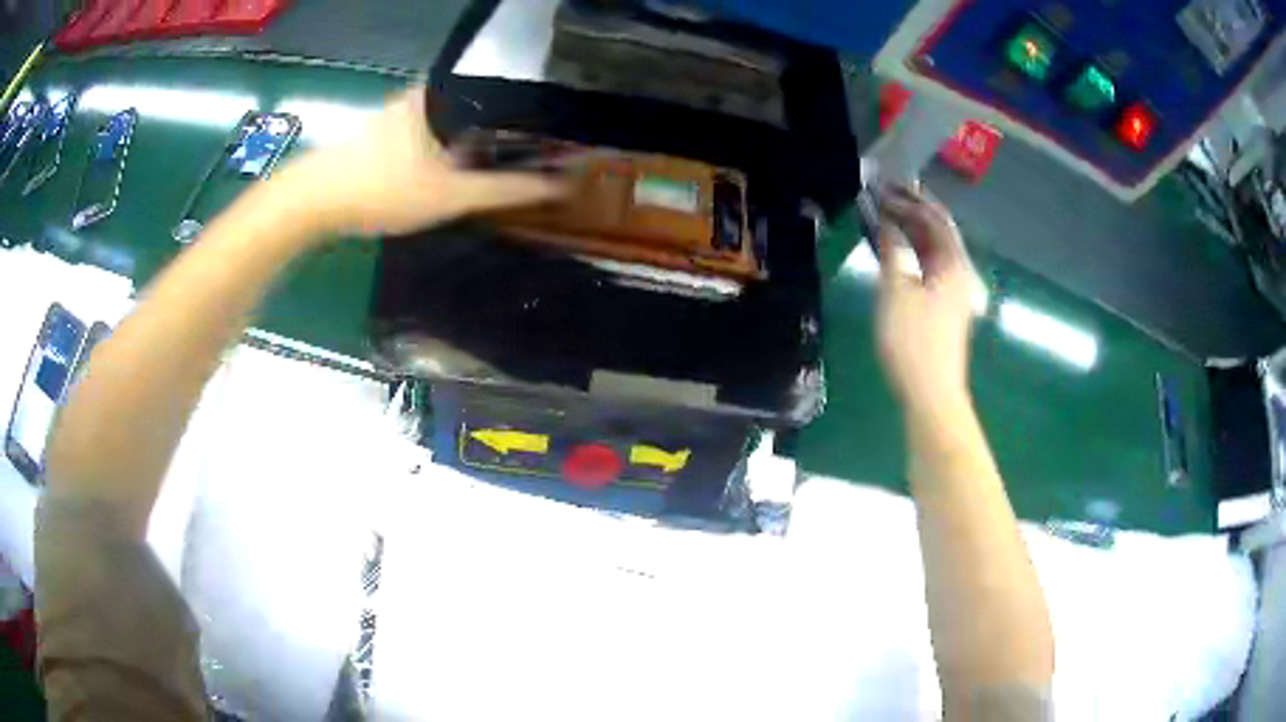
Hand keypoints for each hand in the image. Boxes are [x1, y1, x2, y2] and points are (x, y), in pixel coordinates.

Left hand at [281, 87, 561, 236]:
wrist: (312, 203)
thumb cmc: (381, 189)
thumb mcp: (450, 195)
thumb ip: (505, 189)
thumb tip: (560, 184)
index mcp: (445, 94)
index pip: (506, 89)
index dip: (535, 110)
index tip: (558, 132)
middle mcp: (425, 93)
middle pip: (482, 104)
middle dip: (510, 127)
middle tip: (538, 152)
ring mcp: (402, 111)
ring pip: (456, 119)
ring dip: (480, 137)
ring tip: (508, 160)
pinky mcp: (385, 131)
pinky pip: (434, 131)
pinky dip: (452, 146)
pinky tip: (459, 166)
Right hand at [876, 185, 980, 413]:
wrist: (931, 394)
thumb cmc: (913, 341)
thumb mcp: (895, 291)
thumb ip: (892, 251)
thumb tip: (886, 222)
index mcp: (953, 264)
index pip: (934, 218)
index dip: (909, 198)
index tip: (884, 185)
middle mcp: (959, 272)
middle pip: (939, 231)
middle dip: (913, 209)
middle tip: (884, 194)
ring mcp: (954, 292)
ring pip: (934, 249)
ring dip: (912, 230)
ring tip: (886, 215)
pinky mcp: (945, 308)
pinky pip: (930, 266)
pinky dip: (914, 251)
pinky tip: (897, 250)